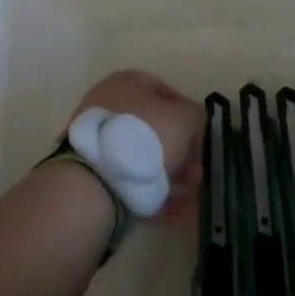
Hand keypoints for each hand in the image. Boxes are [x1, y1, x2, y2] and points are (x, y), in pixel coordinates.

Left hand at [68, 70, 202, 223]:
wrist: (98, 179)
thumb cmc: (146, 135)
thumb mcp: (185, 118)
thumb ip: (196, 117)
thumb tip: (193, 127)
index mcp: (127, 82)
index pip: (168, 95)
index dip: (190, 119)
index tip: (202, 145)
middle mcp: (109, 103)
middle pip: (155, 128)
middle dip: (180, 153)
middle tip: (196, 176)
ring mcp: (98, 138)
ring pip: (143, 156)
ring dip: (170, 176)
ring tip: (189, 199)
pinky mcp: (92, 170)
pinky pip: (130, 179)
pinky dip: (152, 193)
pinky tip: (175, 214)